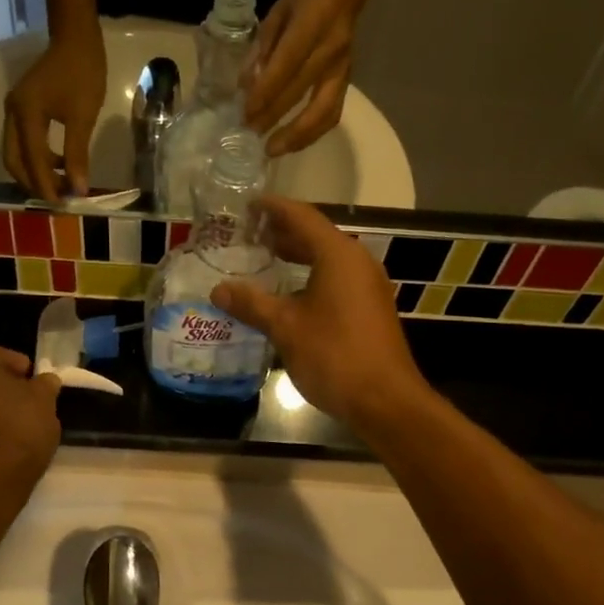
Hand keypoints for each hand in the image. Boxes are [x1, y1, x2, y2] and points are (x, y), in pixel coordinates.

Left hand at [0, 347, 62, 479]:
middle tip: (30, 405)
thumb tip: (45, 380)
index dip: (24, 369)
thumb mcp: (45, 401)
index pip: (1, 356)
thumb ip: (45, 384)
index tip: (40, 386)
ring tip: (18, 428)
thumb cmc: (20, 428)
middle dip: (5, 390)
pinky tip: (4, 446)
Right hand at [3, 27, 105, 201]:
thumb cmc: (82, 73)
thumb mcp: (83, 117)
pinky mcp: (22, 109)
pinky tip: (59, 165)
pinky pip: (23, 142)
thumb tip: (78, 189)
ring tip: (60, 186)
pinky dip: (37, 158)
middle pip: (14, 161)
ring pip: (16, 153)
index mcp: (25, 115)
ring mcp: (14, 110)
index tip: (61, 205)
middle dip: (33, 183)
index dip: (45, 186)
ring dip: (35, 172)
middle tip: (57, 200)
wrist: (76, 37)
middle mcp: (12, 114)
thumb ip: (77, 155)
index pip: (32, 161)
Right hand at [207, 197, 426, 427]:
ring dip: (297, 256)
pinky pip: (336, 279)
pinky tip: (289, 294)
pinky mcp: (369, 308)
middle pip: (316, 235)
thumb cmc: (334, 355)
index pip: (302, 217)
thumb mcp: (285, 327)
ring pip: (327, 259)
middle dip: (283, 232)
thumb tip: (219, 289)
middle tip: (249, 233)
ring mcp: (367, 286)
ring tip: (265, 258)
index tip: (248, 204)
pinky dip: (310, 276)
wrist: (385, 400)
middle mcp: (357, 262)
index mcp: (338, 255)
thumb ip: (251, 304)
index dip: (273, 208)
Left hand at [242, 0, 368, 156]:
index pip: (286, 65)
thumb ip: (262, 49)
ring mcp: (342, 67)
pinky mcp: (348, 80)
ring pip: (323, 111)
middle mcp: (330, 49)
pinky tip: (294, 143)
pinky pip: (332, 113)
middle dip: (272, 117)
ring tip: (273, 150)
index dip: (265, 92)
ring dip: (297, 136)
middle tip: (249, 134)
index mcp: (311, 24)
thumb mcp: (278, 12)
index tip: (245, 113)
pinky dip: (313, 133)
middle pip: (300, 92)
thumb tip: (246, 86)